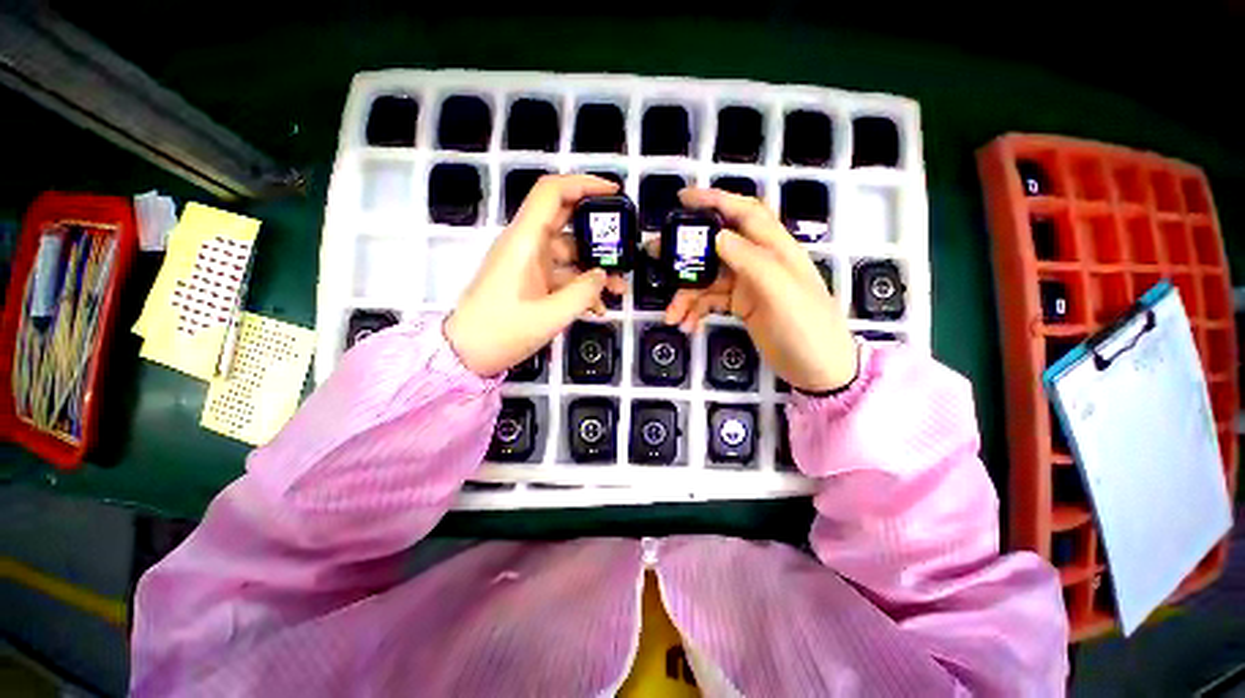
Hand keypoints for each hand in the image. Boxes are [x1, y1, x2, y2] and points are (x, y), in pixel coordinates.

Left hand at [446, 174, 628, 376]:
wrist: (467, 354)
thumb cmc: (502, 332)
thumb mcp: (550, 315)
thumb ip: (583, 292)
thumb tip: (603, 275)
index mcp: (525, 241)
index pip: (552, 193)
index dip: (584, 184)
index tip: (614, 193)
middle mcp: (527, 245)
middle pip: (567, 222)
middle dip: (599, 234)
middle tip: (625, 249)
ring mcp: (530, 265)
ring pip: (570, 254)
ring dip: (595, 269)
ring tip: (619, 290)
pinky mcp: (532, 282)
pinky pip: (563, 276)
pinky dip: (582, 287)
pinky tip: (598, 308)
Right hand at [663, 188, 857, 392]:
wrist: (819, 370)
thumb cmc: (807, 329)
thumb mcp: (781, 292)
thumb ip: (751, 261)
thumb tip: (717, 236)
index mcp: (775, 249)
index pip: (744, 213)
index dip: (715, 200)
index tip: (683, 199)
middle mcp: (758, 261)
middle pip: (716, 246)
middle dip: (686, 251)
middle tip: (656, 254)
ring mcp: (748, 285)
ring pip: (707, 279)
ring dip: (686, 295)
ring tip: (671, 315)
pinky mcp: (740, 306)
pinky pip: (709, 301)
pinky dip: (695, 311)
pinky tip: (686, 325)